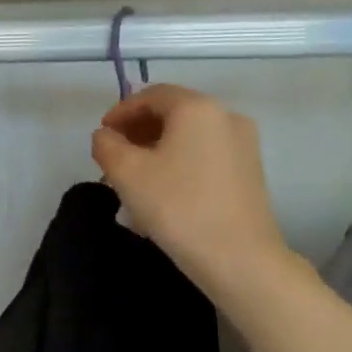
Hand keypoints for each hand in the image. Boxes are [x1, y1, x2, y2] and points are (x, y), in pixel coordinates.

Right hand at [91, 85, 292, 301]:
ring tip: (135, 174)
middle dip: (139, 128)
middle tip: (114, 154)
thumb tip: (105, 136)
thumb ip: (106, 145)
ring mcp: (243, 143)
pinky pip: (205, 152)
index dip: (121, 110)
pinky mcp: (249, 170)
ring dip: (158, 145)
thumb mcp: (126, 173)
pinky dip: (180, 159)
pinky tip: (164, 187)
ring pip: (190, 134)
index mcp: (197, 108)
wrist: (238, 256)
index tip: (102, 134)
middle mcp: (225, 116)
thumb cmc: (177, 207)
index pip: (152, 95)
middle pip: (174, 111)